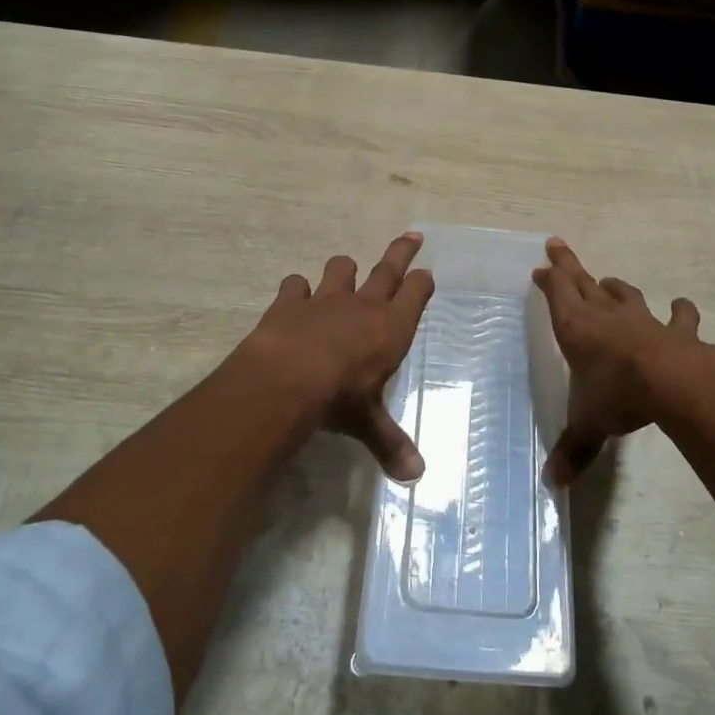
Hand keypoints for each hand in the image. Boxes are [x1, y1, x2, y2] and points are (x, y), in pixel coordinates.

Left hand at [231, 232, 433, 480]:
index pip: (416, 294)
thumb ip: (391, 444)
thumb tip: (416, 479)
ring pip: (341, 269)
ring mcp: (325, 299)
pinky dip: (296, 290)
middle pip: (388, 269)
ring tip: (345, 274)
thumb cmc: (340, 399)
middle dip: (401, 252)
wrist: (287, 379)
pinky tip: (295, 297)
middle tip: (412, 236)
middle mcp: (363, 305)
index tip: (426, 275)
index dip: (422, 283)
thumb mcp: (368, 423)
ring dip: (344, 271)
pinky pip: (296, 284)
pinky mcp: (290, 301)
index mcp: (391, 327)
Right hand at [533, 238, 714, 485]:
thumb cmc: (618, 397)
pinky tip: (681, 306)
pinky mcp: (677, 330)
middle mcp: (606, 316)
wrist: (674, 384)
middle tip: (557, 244)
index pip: (557, 294)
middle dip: (568, 264)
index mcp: (577, 329)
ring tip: (609, 282)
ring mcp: (643, 319)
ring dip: (615, 288)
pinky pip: (678, 316)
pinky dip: (679, 311)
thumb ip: (574, 449)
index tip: (541, 267)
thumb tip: (553, 484)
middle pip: (583, 282)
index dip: (548, 279)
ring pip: (625, 294)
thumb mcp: (590, 425)